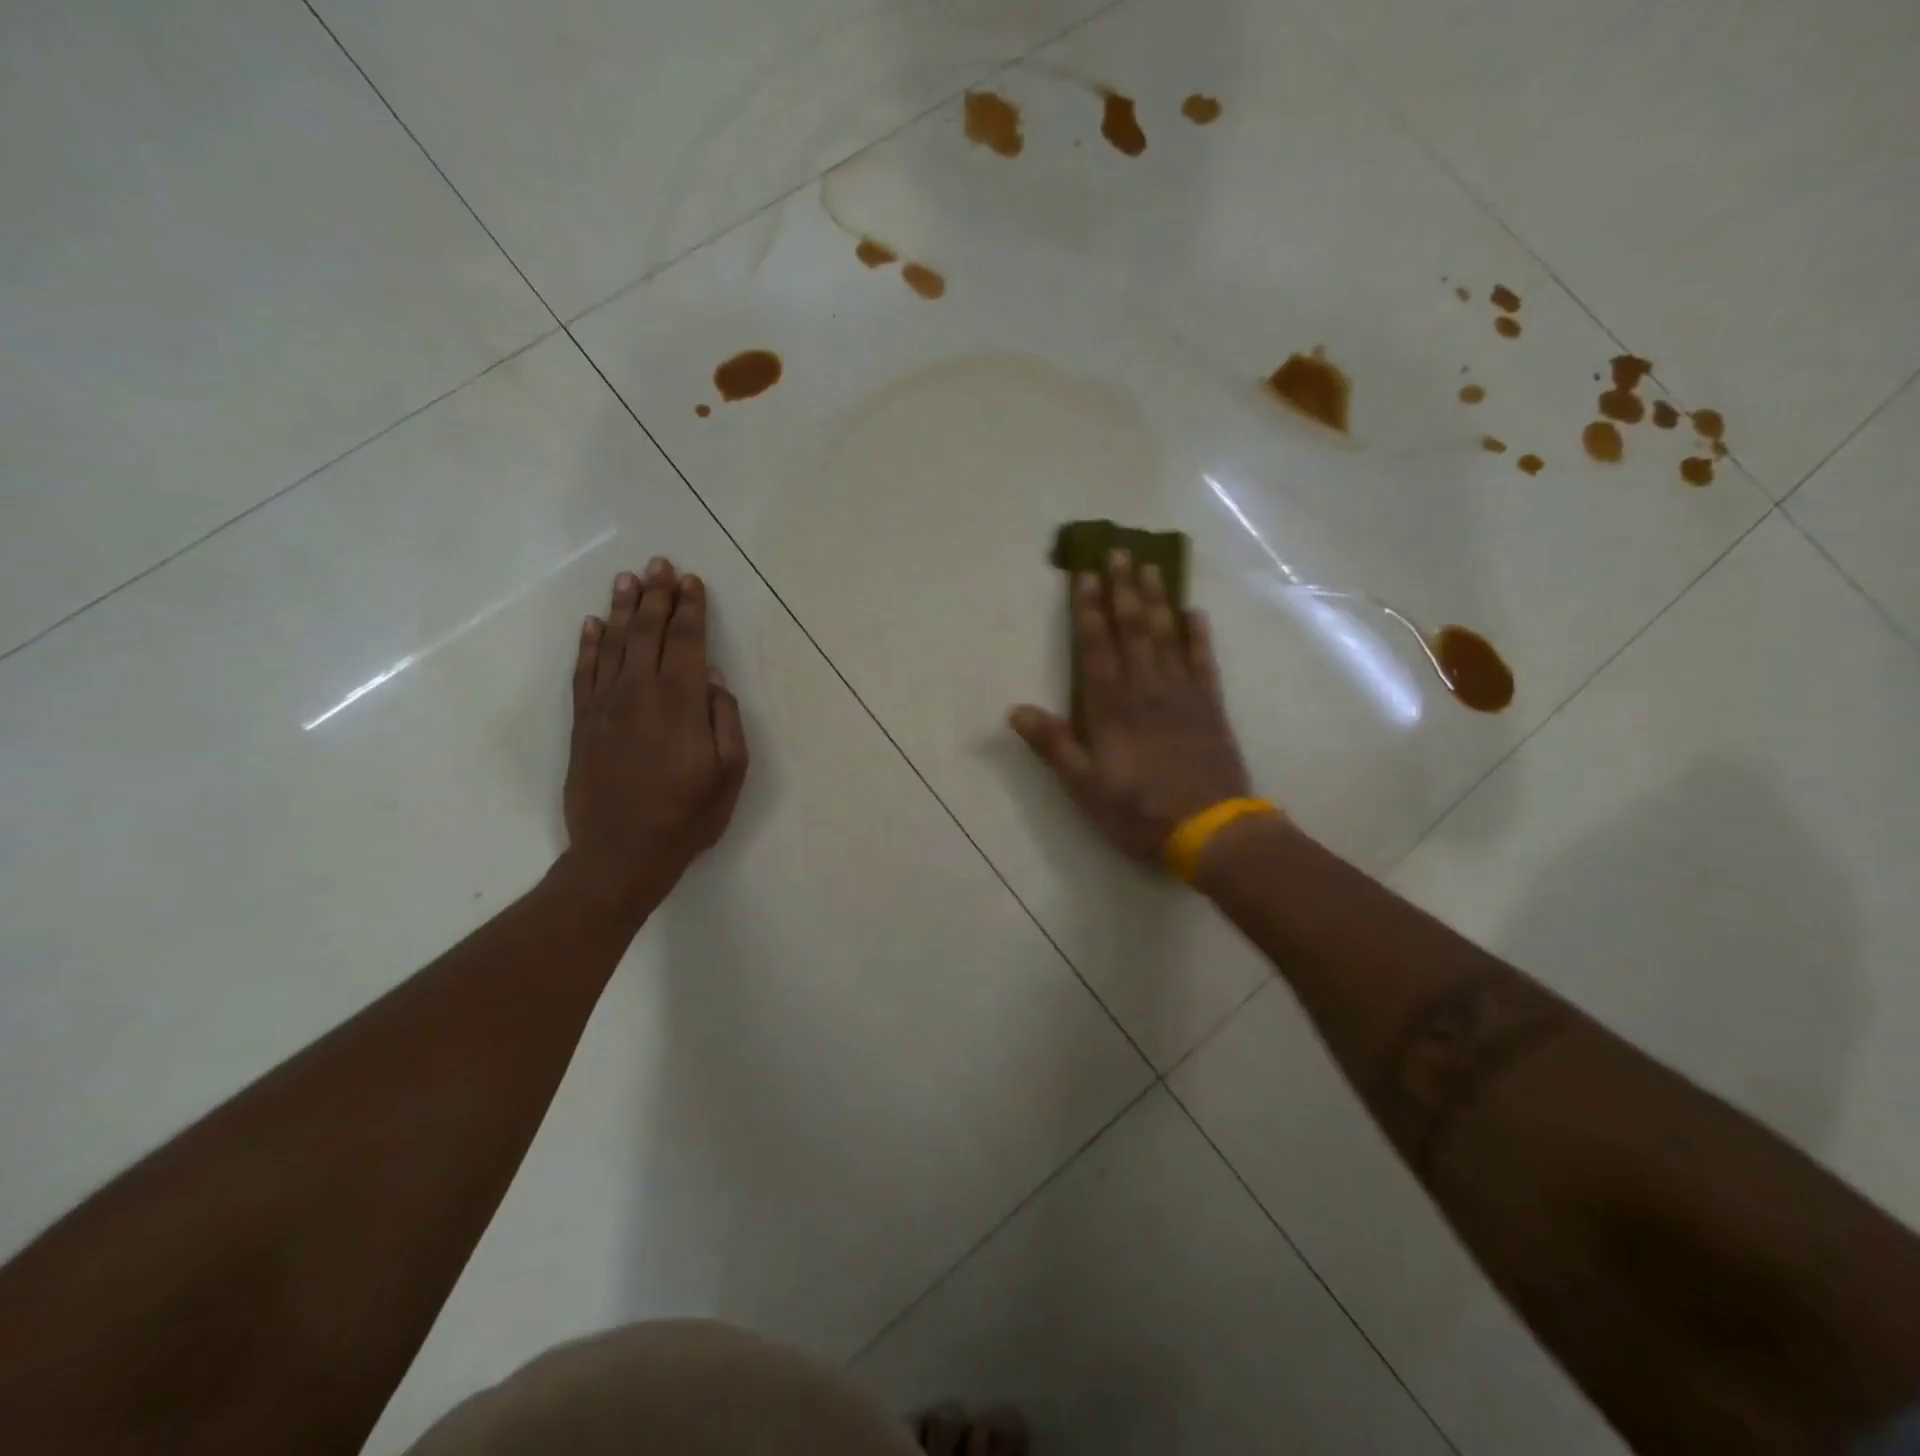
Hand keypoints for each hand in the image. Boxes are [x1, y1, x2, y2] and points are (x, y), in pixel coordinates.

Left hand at [562, 559, 747, 913]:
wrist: (620, 854)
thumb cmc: (687, 816)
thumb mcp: (730, 773)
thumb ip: (725, 719)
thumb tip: (715, 678)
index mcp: (681, 703)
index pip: (687, 642)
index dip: (691, 609)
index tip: (692, 581)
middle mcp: (640, 693)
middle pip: (648, 632)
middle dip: (657, 596)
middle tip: (660, 564)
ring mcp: (605, 706)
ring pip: (613, 643)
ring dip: (622, 608)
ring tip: (628, 579)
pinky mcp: (583, 723)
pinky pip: (584, 671)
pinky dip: (588, 644)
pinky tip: (592, 624)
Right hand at [1010, 551, 1252, 863]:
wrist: (1210, 829)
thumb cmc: (1138, 811)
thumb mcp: (1085, 787)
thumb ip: (1054, 745)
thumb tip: (1016, 710)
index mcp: (1111, 707)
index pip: (1096, 647)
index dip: (1089, 610)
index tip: (1085, 575)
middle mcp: (1146, 689)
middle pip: (1133, 629)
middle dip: (1123, 589)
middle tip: (1120, 551)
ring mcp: (1182, 694)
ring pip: (1167, 635)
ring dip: (1157, 600)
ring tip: (1151, 567)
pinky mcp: (1210, 706)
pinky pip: (1203, 660)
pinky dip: (1198, 635)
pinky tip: (1194, 613)